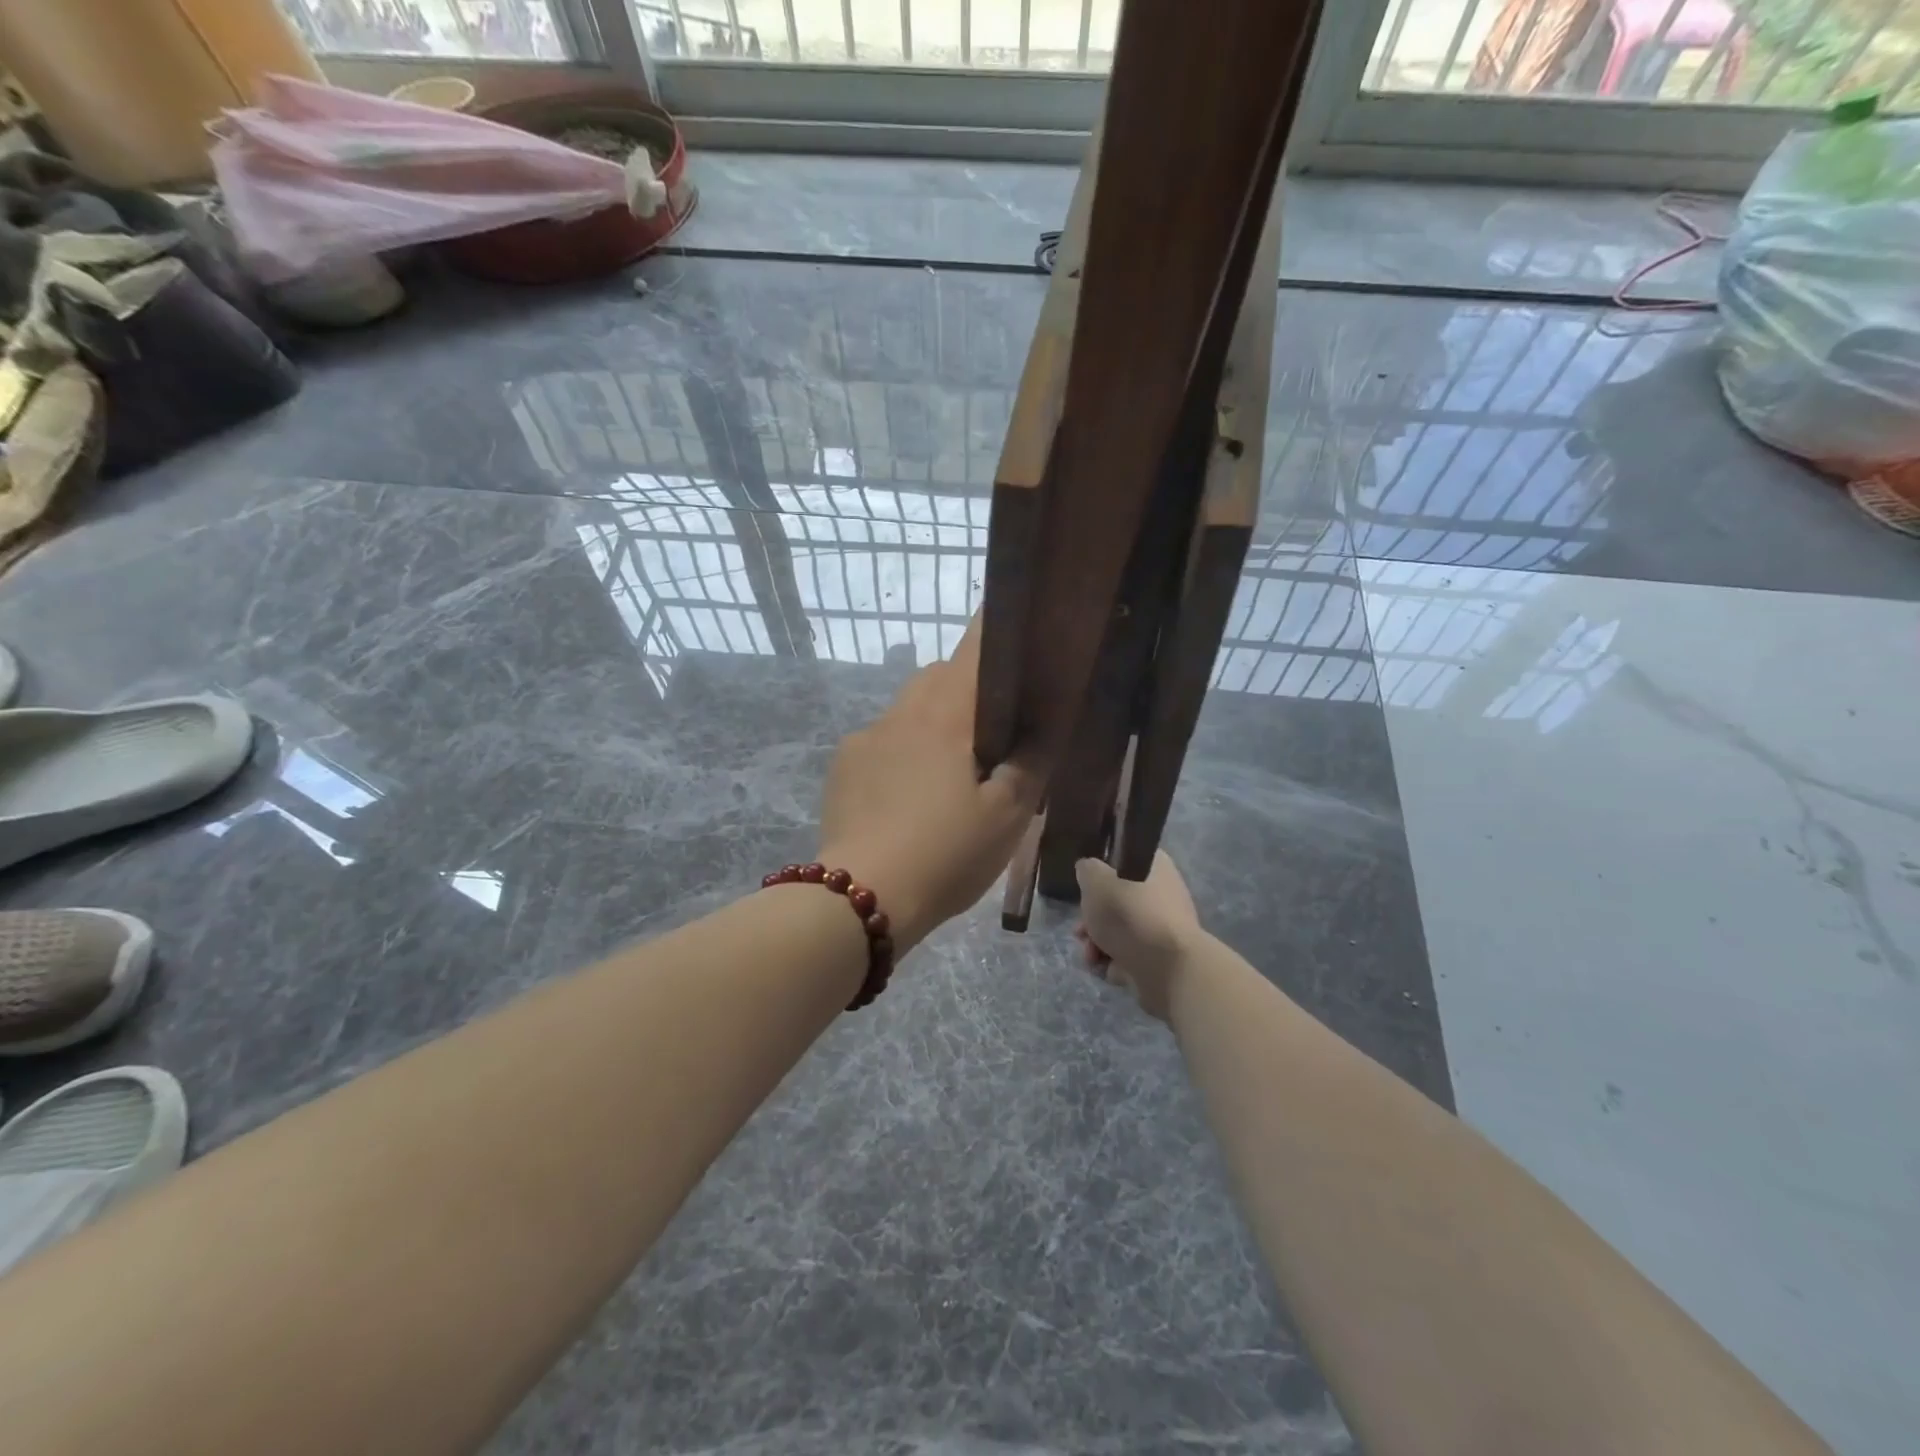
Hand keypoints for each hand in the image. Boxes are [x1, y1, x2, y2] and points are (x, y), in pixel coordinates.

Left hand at [818, 620, 1044, 955]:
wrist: (863, 898)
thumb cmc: (946, 853)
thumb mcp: (1007, 817)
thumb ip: (1030, 766)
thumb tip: (1040, 732)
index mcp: (945, 714)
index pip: (975, 648)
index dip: (998, 632)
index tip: (1018, 636)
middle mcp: (901, 712)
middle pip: (938, 677)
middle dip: (966, 688)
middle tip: (991, 732)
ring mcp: (864, 739)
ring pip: (907, 710)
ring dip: (931, 723)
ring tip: (948, 773)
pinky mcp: (842, 767)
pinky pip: (880, 743)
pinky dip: (900, 753)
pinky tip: (906, 798)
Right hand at [1075, 851, 1203, 1021]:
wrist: (1169, 968)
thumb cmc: (1130, 914)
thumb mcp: (1096, 880)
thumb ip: (1087, 870)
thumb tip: (1089, 871)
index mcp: (1154, 866)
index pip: (1123, 860)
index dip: (1100, 874)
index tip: (1085, 889)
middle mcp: (1163, 893)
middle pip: (1116, 900)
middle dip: (1092, 918)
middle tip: (1081, 930)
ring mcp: (1164, 927)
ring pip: (1119, 930)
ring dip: (1097, 944)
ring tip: (1090, 956)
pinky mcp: (1163, 958)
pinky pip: (1130, 955)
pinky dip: (1115, 963)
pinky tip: (1108, 969)